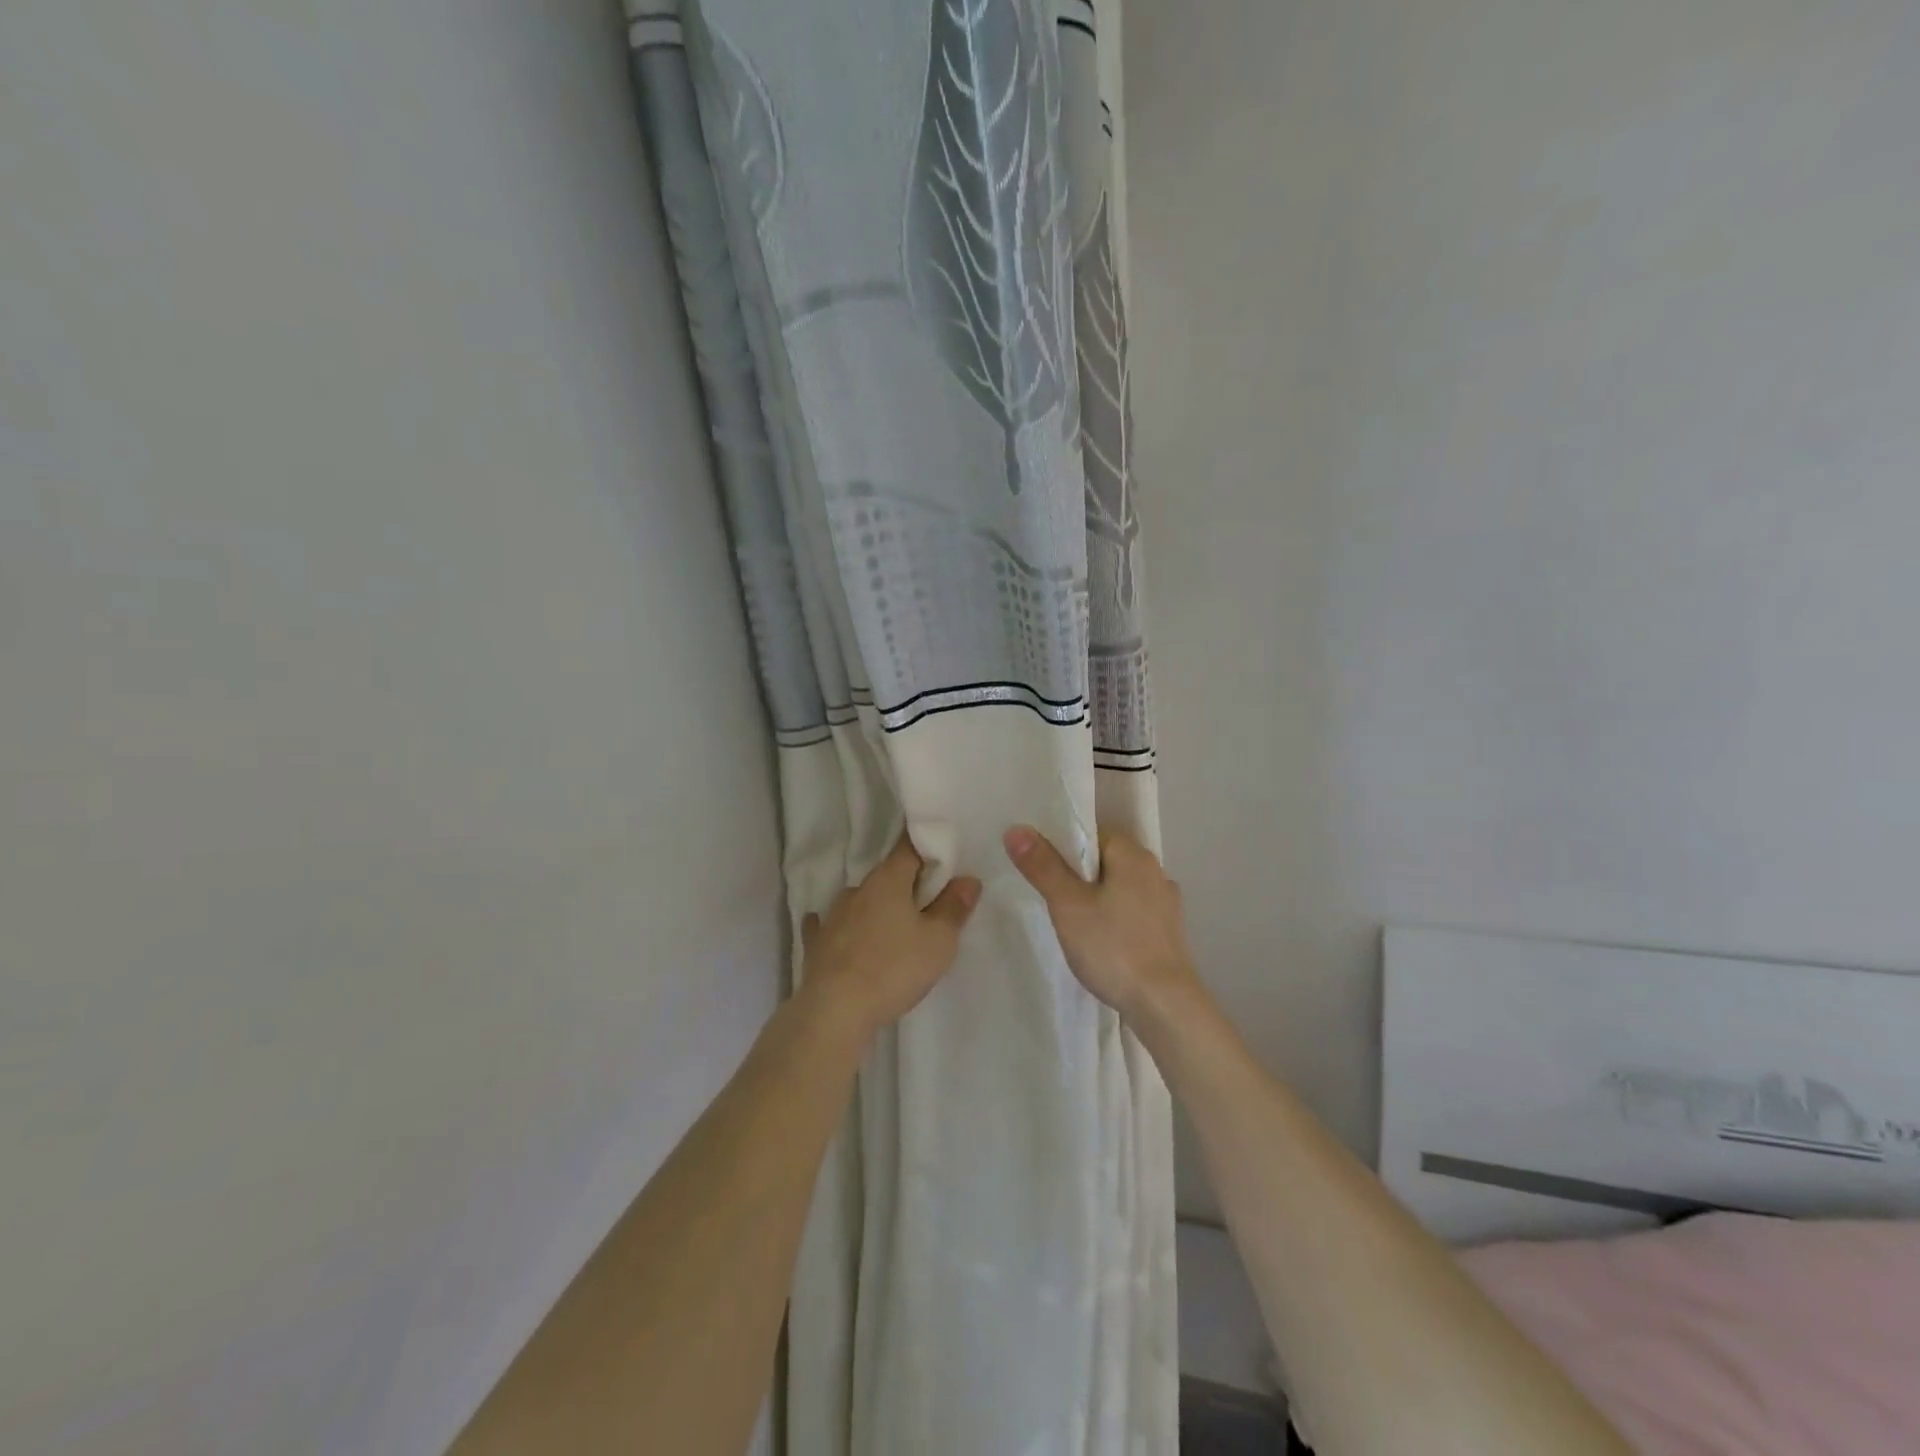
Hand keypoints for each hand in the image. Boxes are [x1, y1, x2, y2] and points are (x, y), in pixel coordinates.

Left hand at [800, 835, 980, 1040]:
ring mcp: (832, 916)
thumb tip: (968, 879)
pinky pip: (829, 926)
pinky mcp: (816, 944)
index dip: (927, 848)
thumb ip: (954, 908)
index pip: (909, 848)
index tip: (941, 855)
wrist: (835, 1011)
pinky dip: (841, 927)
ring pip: (860, 901)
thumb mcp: (938, 941)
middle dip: (906, 885)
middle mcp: (858, 890)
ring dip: (875, 908)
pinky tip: (837, 931)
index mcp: (888, 880)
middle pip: (886, 877)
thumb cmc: (894, 968)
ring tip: (891, 928)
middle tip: (927, 904)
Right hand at [1003, 826, 1201, 1026]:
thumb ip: (1042, 866)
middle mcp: (1155, 870)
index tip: (1042, 870)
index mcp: (1133, 854)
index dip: (1063, 847)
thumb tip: (1016, 829)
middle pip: (1106, 860)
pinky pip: (1134, 912)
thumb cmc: (1113, 947)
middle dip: (1079, 875)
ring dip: (1099, 898)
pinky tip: (1103, 941)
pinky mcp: (1170, 932)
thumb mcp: (1068, 905)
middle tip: (1052, 899)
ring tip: (1074, 922)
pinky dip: (1116, 919)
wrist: (1165, 1005)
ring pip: (1121, 887)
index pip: (1092, 834)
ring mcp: (1167, 902)